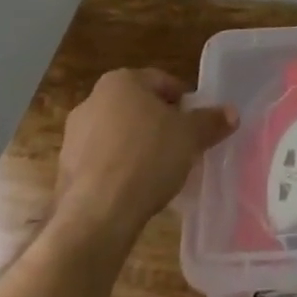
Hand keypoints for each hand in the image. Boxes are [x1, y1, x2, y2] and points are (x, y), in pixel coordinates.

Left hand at [56, 68, 238, 235]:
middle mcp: (92, 100)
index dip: (182, 101)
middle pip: (137, 107)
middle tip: (180, 145)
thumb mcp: (190, 137)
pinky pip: (101, 163)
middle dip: (158, 124)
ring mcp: (73, 137)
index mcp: (121, 81)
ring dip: (136, 147)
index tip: (195, 123)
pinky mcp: (64, 172)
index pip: (161, 81)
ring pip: (117, 135)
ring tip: (158, 172)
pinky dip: (118, 171)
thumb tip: (232, 113)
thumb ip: (211, 122)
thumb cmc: (147, 158)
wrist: (97, 216)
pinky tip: (135, 190)